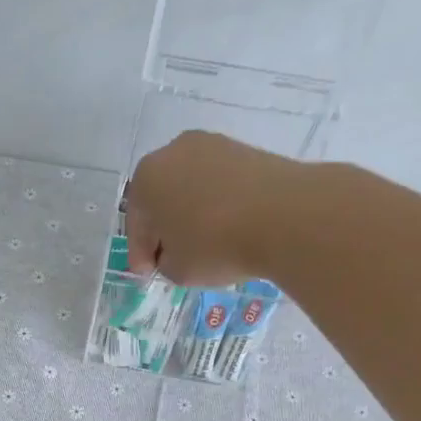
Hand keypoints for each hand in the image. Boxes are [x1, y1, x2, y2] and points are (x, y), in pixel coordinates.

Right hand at [123, 131, 311, 285]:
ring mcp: (213, 146)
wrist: (285, 215)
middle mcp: (174, 152)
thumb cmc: (215, 244)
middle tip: (169, 257)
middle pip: (161, 198)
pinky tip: (226, 228)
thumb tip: (174, 253)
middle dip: (163, 228)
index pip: (135, 222)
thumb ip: (165, 262)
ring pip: (190, 188)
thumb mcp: (178, 269)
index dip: (139, 253)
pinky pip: (219, 184)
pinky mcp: (246, 150)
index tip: (147, 274)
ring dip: (191, 214)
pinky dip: (217, 205)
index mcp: (147, 179)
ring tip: (201, 244)